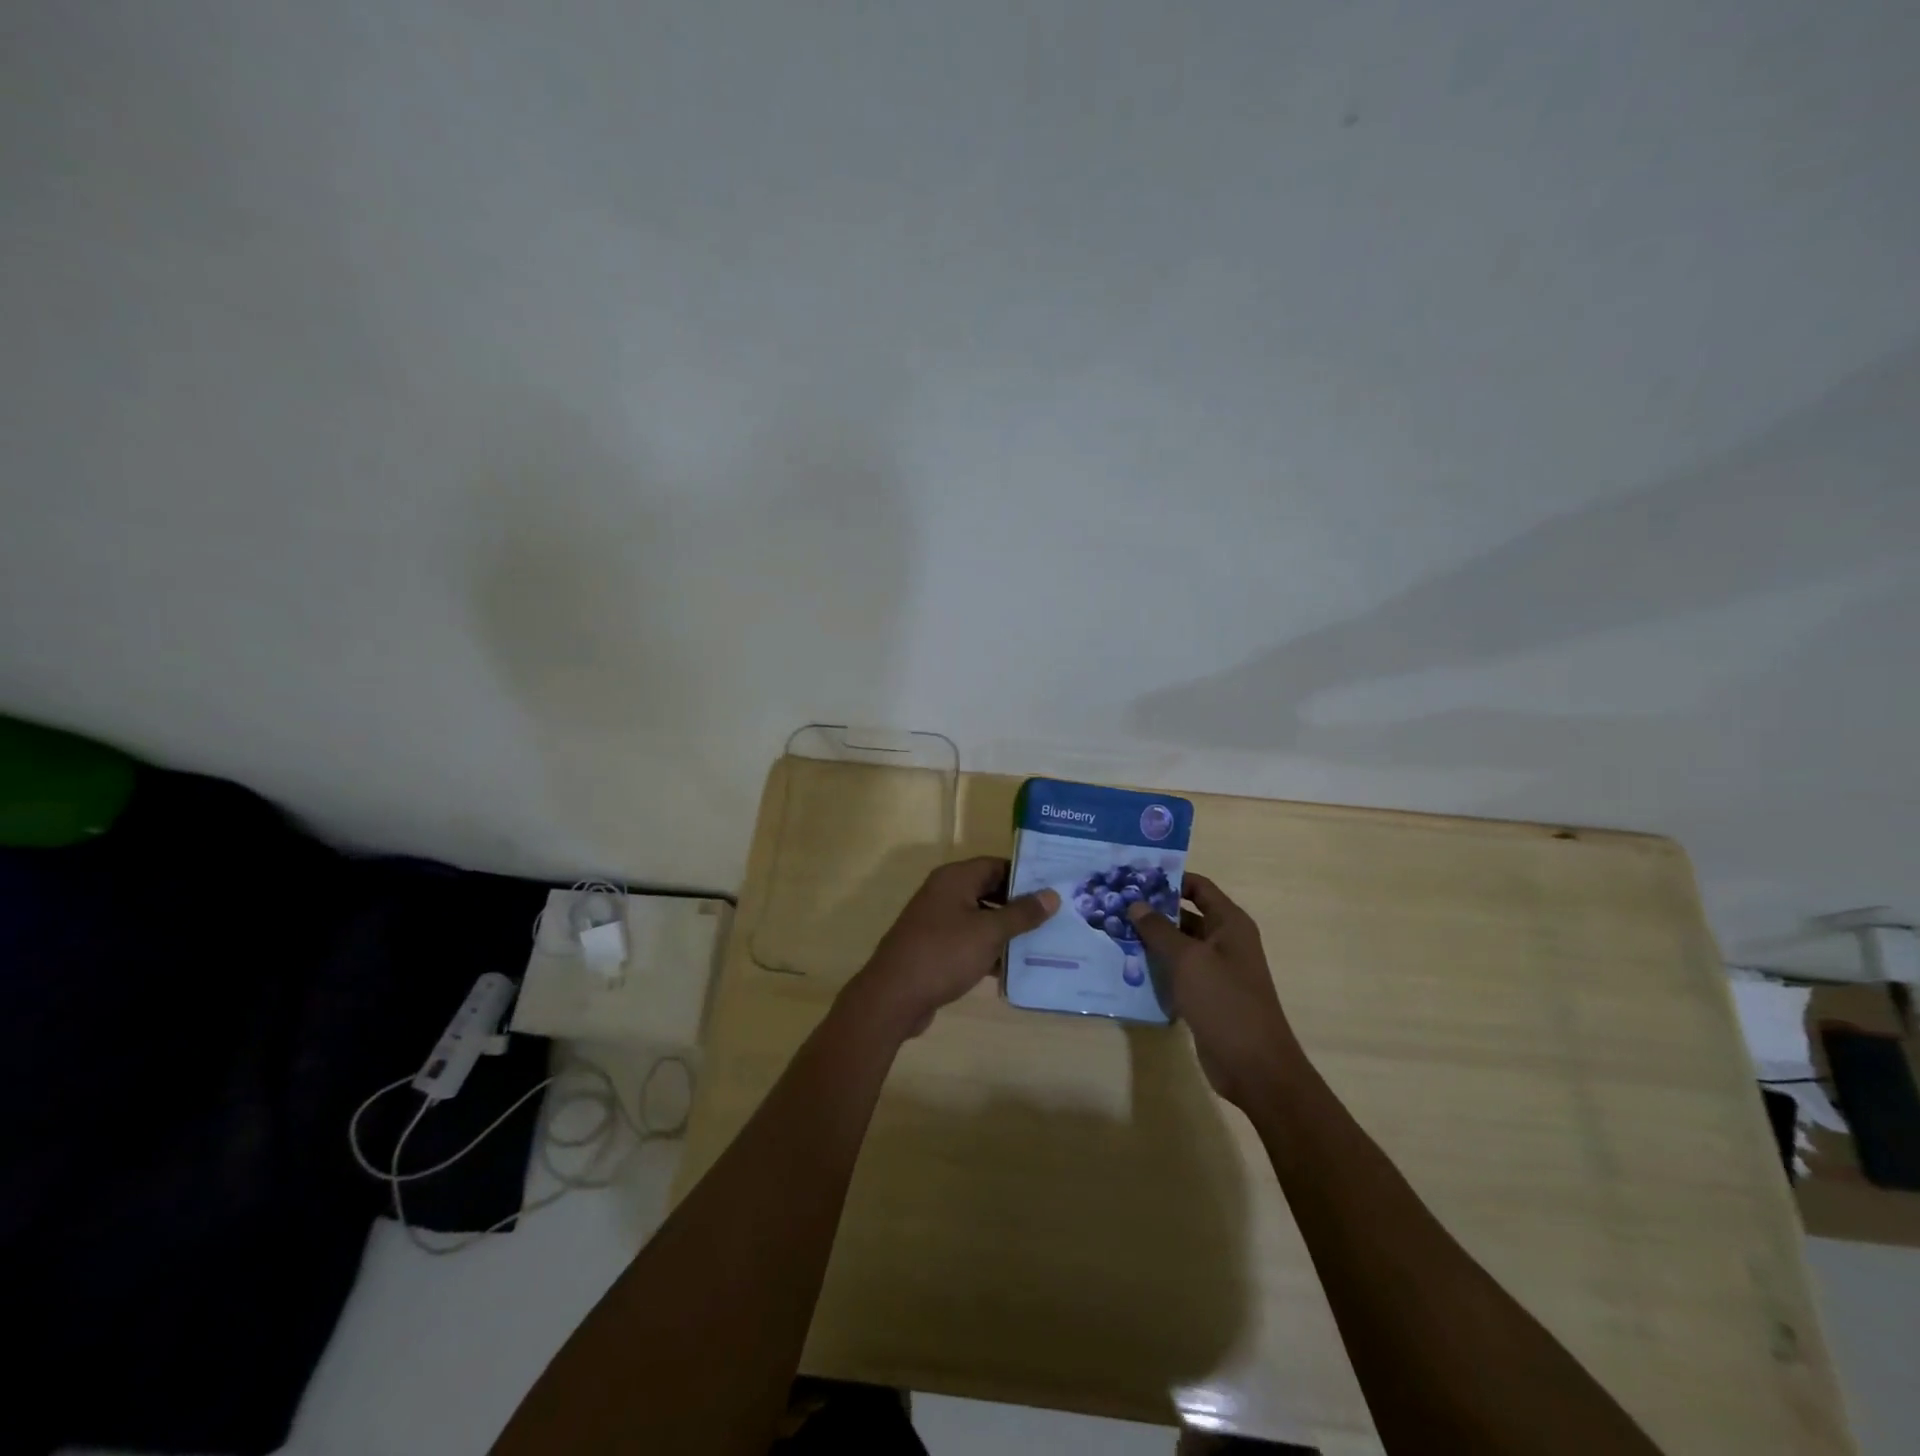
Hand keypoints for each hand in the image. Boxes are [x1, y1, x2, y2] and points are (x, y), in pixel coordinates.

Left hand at [844, 857, 1059, 1039]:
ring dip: (1007, 931)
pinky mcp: (936, 948)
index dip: (1025, 875)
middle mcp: (945, 893)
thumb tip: (1051, 894)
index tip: (1055, 887)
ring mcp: (938, 921)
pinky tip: (1015, 969)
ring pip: (981, 918)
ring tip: (1045, 943)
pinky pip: (970, 942)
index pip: (997, 865)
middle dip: (1020, 905)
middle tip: (1057, 917)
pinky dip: (990, 951)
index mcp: (955, 878)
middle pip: (989, 891)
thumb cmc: (944, 954)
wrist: (894, 996)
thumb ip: (1021, 913)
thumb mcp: (989, 932)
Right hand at [1126, 873, 1298, 1107]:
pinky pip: (1178, 972)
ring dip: (1152, 940)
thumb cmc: (1225, 1002)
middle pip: (1186, 914)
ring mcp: (1216, 970)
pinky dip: (1157, 967)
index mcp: (1230, 923)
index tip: (1133, 878)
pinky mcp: (1206, 995)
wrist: (1254, 1066)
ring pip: (1179, 945)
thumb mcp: (1188, 960)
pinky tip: (1128, 966)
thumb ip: (1159, 930)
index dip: (1169, 879)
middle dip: (1153, 910)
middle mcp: (1225, 941)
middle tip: (1115, 905)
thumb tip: (1135, 904)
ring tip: (1113, 932)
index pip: (1198, 887)